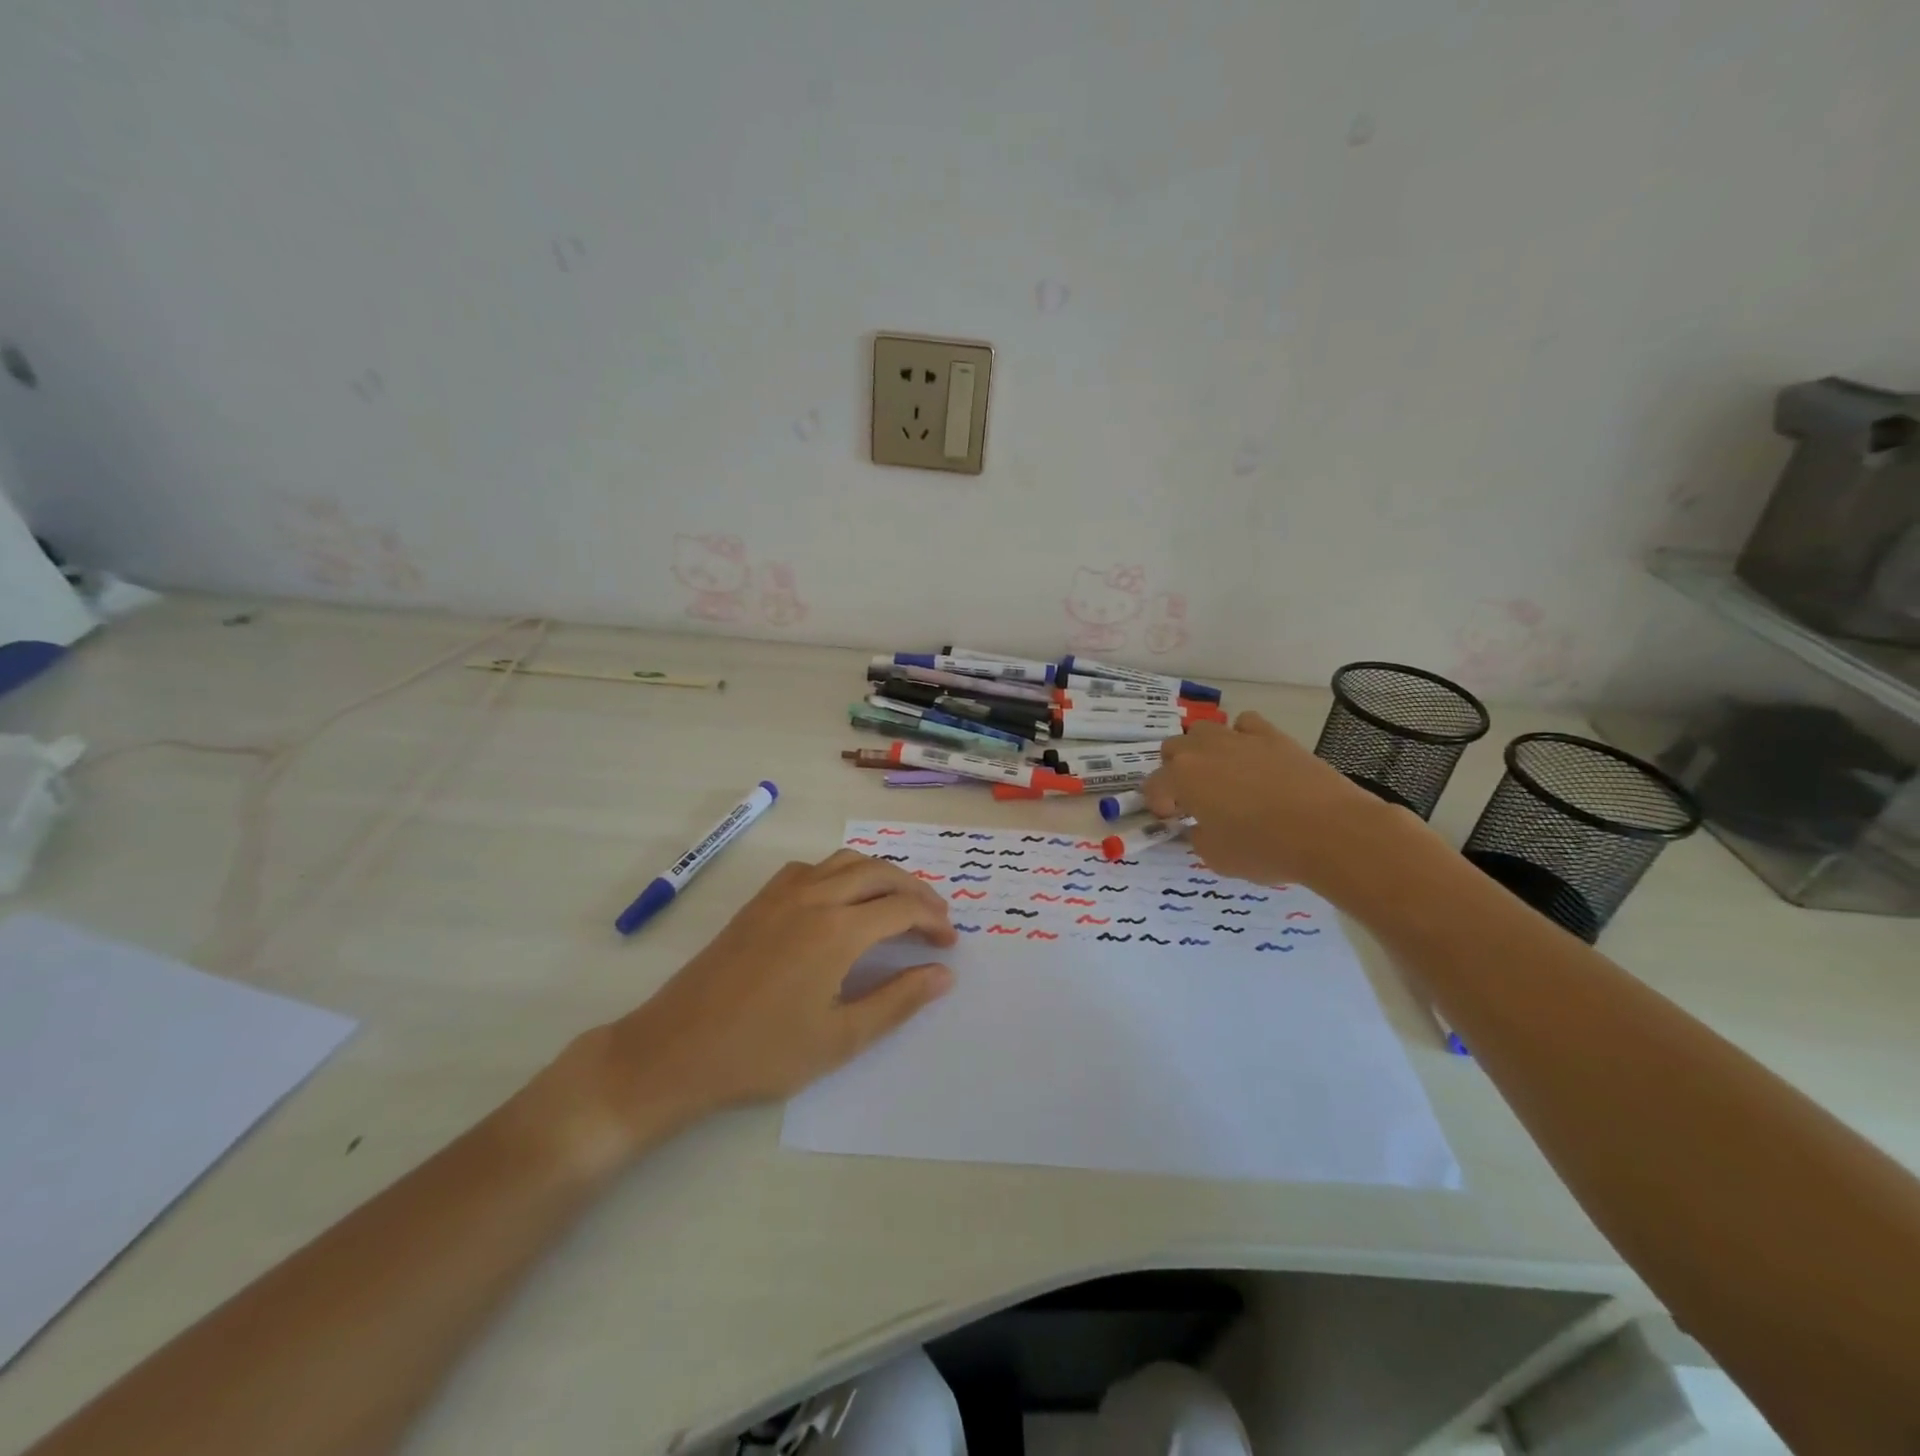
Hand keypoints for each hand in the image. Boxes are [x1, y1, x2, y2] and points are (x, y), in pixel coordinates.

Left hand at [529, 851, 956, 1171]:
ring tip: (899, 902)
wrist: (676, 1049)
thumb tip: (944, 974)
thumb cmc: (763, 1053)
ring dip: (881, 874)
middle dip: (916, 890)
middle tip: (936, 917)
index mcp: (838, 930)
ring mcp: (782, 893)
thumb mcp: (841, 1038)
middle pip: (880, 872)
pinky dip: (841, 872)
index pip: (902, 908)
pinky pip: (812, 868)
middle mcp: (814, 897)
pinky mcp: (759, 900)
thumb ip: (898, 1000)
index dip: (933, 921)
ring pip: (846, 861)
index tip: (950, 943)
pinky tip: (842, 900)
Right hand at [1143, 711, 1407, 889]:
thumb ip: (1198, 838)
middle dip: (1175, 771)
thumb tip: (1200, 827)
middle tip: (1192, 797)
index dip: (1159, 804)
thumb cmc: (1265, 849)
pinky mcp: (1273, 736)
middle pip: (1172, 748)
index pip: (1154, 786)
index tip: (1172, 820)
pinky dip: (1241, 736)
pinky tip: (1251, 757)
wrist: (1329, 831)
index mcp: (1182, 778)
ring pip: (1203, 729)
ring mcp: (1239, 738)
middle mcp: (1203, 750)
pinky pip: (1244, 724)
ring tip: (1219, 773)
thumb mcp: (1217, 858)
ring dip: (1202, 749)